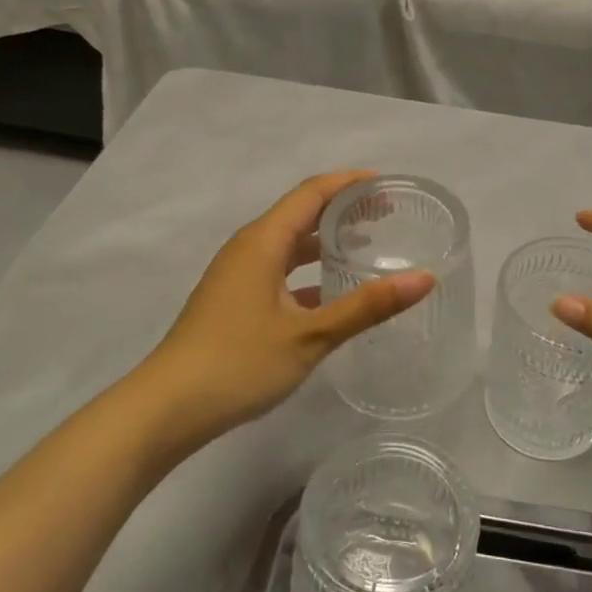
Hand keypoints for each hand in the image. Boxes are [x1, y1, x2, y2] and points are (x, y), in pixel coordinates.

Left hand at [140, 171, 434, 450]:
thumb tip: (425, 278)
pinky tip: (332, 295)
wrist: (167, 409)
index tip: (388, 185)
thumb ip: (367, 305)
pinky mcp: (233, 301)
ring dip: (325, 241)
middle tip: (387, 216)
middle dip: (343, 209)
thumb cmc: (238, 363)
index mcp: (263, 241)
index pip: (312, 192)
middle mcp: (248, 248)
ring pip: (288, 245)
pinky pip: (278, 271)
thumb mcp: (311, 335)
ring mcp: (237, 275)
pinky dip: (308, 272)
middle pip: (301, 213)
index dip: (350, 182)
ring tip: (366, 247)